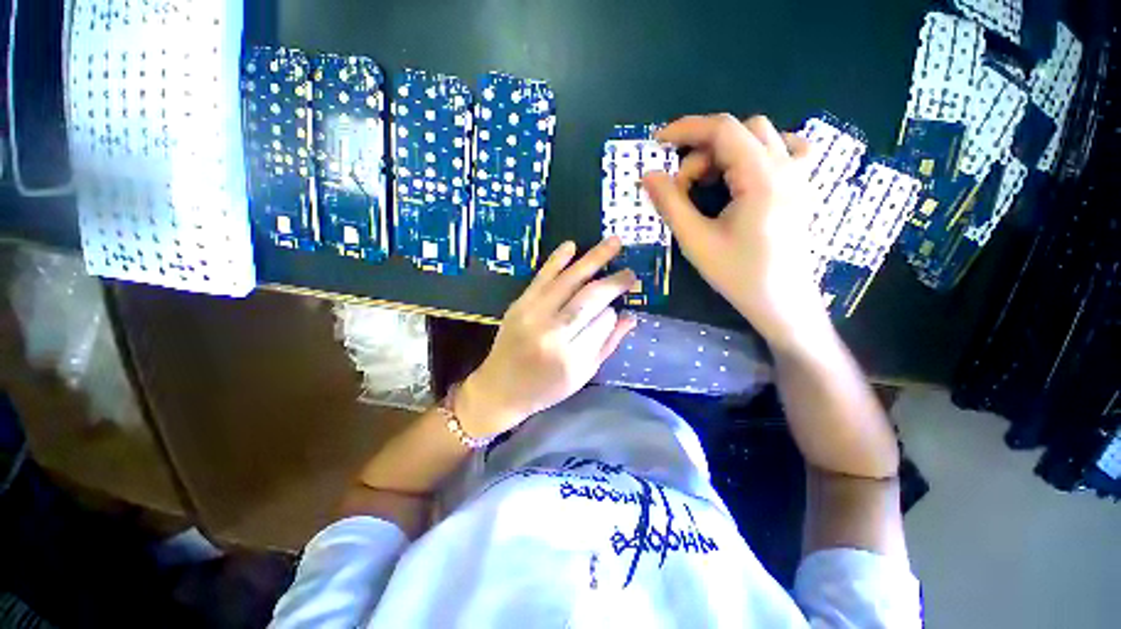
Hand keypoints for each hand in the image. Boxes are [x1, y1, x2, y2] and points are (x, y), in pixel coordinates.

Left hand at [455, 238, 637, 436]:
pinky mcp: (519, 304)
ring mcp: (533, 314)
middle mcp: (552, 333)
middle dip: (613, 282)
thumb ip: (608, 345)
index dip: (613, 313)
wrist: (500, 388)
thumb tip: (631, 317)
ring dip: (593, 259)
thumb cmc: (545, 388)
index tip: (617, 310)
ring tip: (613, 242)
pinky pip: (542, 277)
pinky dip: (557, 259)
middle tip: (630, 272)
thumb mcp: (582, 376)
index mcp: (571, 358)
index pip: (603, 322)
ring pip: (569, 281)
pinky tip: (572, 245)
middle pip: (589, 297)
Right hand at [642, 114, 831, 349]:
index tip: (658, 143)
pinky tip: (746, 175)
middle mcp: (787, 167)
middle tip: (684, 185)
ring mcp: (801, 175)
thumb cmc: (738, 275)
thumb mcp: (696, 241)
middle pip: (741, 130)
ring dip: (729, 151)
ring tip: (711, 183)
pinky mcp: (803, 187)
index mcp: (762, 178)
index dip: (686, 129)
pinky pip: (787, 148)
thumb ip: (670, 203)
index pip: (723, 130)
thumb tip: (648, 175)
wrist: (782, 302)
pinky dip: (759, 152)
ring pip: (763, 136)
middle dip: (704, 150)